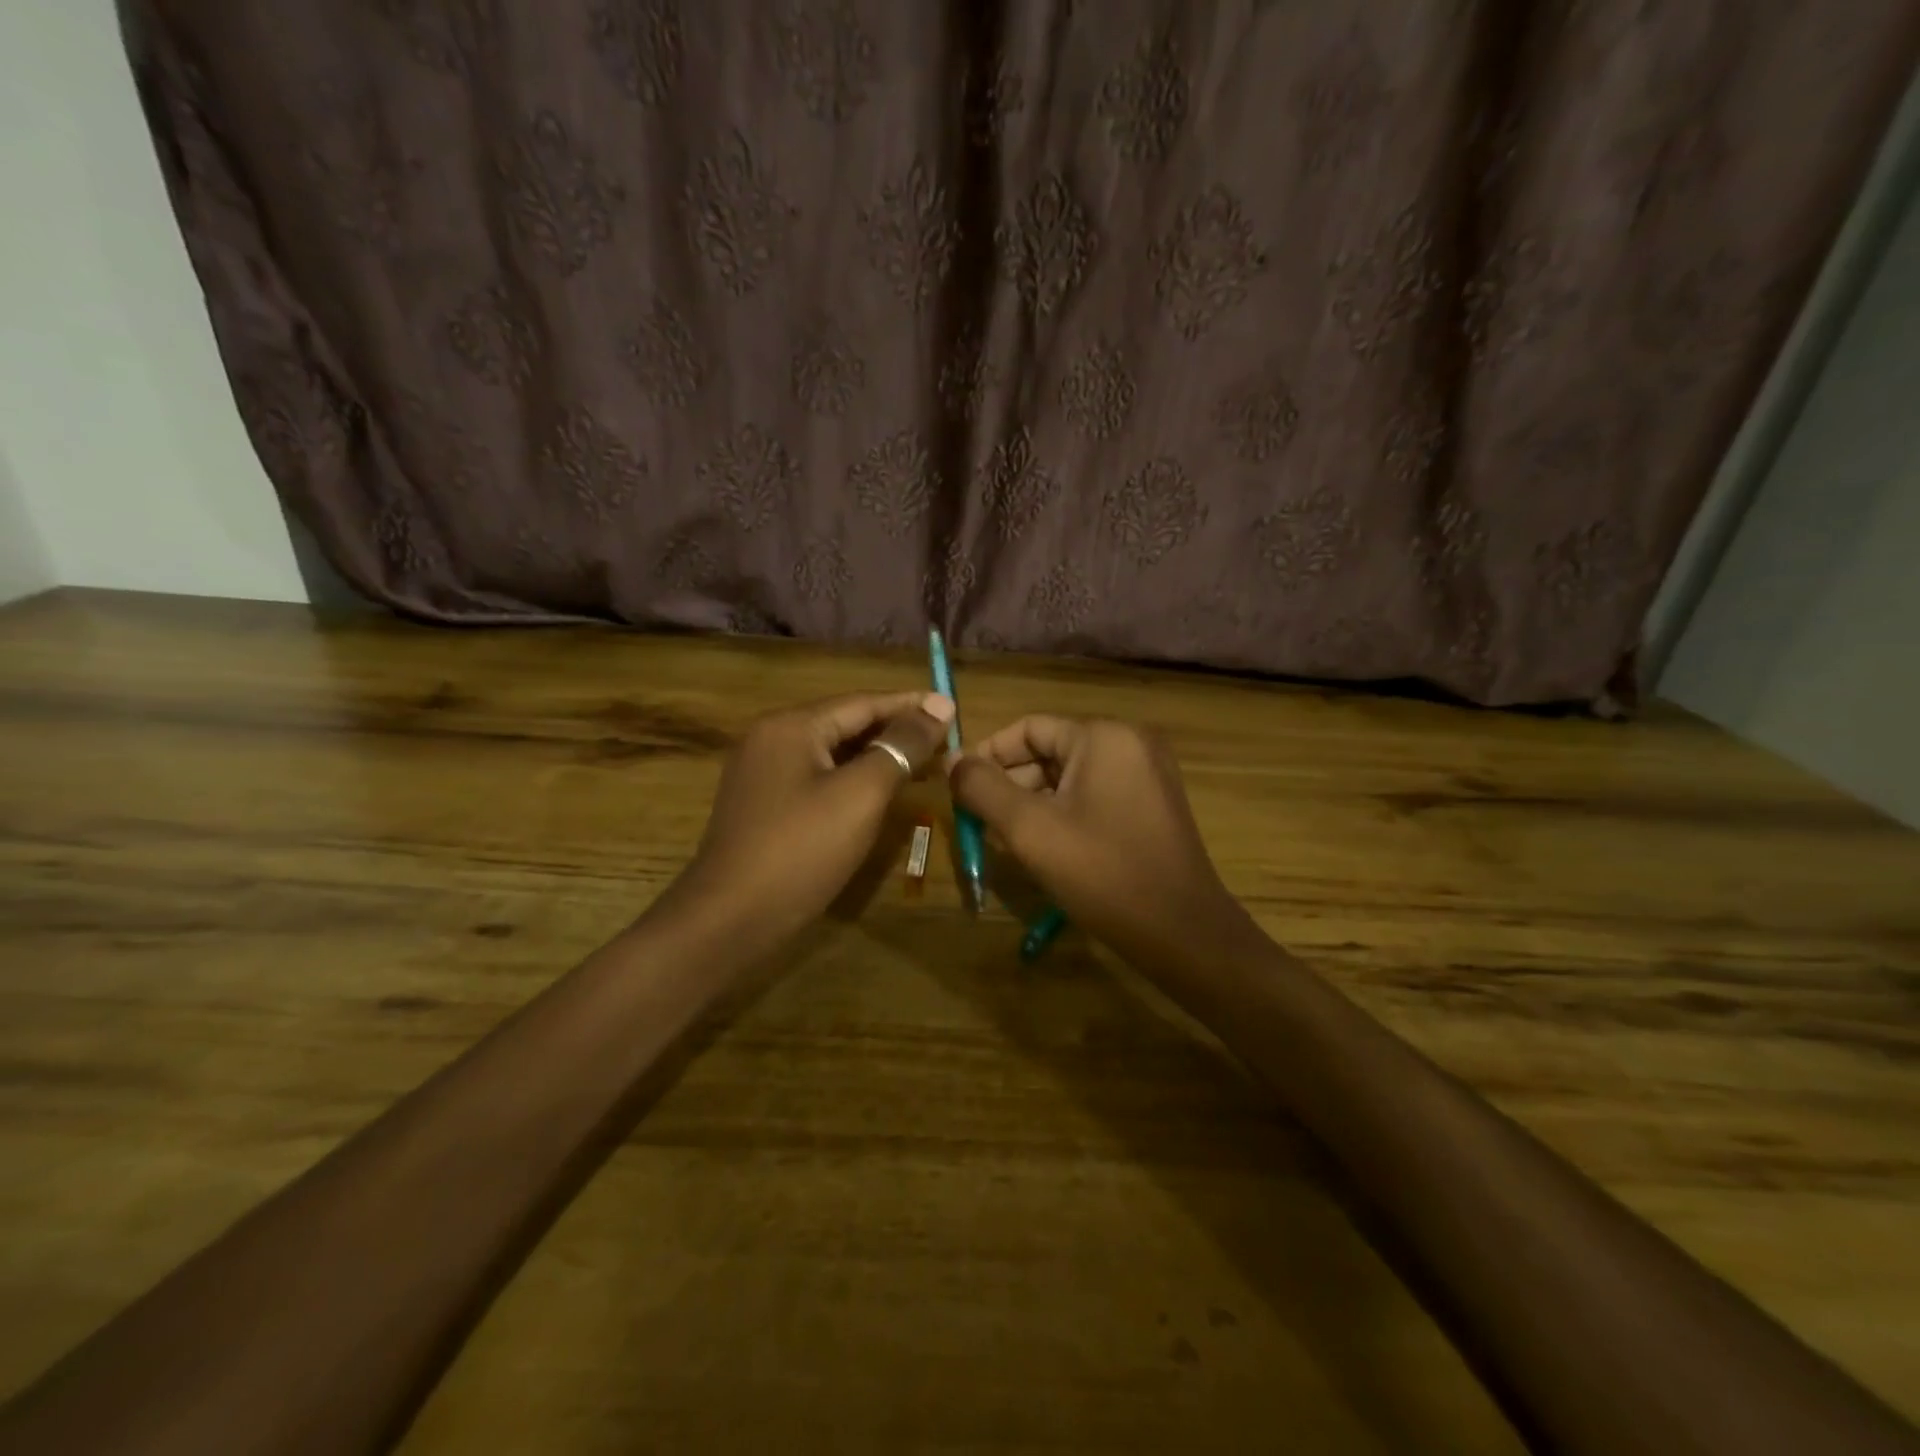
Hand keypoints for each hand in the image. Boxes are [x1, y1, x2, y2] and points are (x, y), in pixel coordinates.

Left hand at [668, 691, 954, 948]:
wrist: (729, 920)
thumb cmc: (801, 850)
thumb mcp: (861, 794)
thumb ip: (901, 746)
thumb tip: (939, 706)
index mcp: (791, 726)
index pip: (863, 702)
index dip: (911, 705)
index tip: (953, 709)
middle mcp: (771, 738)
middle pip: (846, 724)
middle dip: (896, 732)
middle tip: (946, 742)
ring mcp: (762, 774)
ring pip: (832, 754)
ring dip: (877, 758)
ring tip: (924, 765)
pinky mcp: (763, 806)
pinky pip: (817, 779)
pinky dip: (853, 781)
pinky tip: (880, 795)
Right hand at [948, 717, 1257, 966]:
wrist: (1182, 932)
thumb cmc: (1102, 873)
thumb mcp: (1030, 829)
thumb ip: (982, 788)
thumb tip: (952, 760)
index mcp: (1104, 736)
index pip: (1029, 728)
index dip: (988, 755)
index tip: (958, 789)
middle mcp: (1130, 743)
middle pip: (1050, 751)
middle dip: (1010, 784)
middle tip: (980, 822)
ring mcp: (1147, 774)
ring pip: (1070, 777)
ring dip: (1033, 803)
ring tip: (1005, 841)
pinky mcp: (1153, 804)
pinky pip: (1094, 796)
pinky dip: (1063, 814)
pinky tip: (1044, 848)